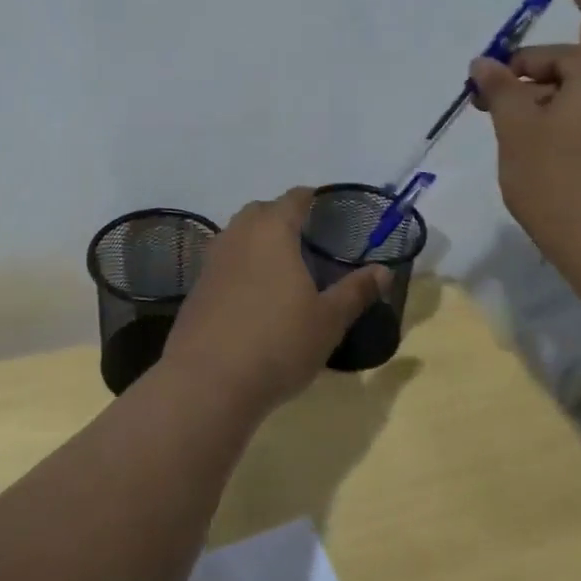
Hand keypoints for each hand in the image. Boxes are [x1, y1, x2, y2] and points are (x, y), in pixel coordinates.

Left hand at [162, 188, 389, 416]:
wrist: (208, 381)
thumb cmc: (278, 343)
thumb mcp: (328, 321)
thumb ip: (356, 292)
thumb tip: (384, 270)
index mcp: (272, 231)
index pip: (292, 199)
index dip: (309, 198)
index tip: (323, 206)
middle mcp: (238, 236)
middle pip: (260, 212)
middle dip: (281, 217)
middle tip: (305, 238)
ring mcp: (212, 261)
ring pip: (237, 235)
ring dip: (257, 240)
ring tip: (281, 265)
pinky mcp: (197, 288)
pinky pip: (223, 263)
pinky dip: (240, 266)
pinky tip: (253, 294)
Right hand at [471, 0, 580, 271]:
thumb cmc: (558, 178)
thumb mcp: (517, 128)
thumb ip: (501, 88)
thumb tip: (486, 64)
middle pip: (573, 58)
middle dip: (527, 65)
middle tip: (483, 91)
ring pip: (575, 90)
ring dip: (535, 94)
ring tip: (497, 120)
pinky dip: (551, 115)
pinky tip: (523, 142)